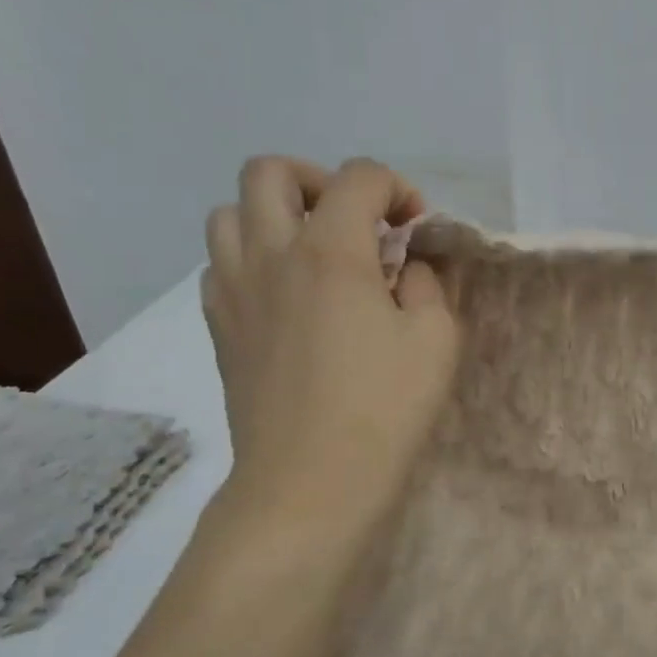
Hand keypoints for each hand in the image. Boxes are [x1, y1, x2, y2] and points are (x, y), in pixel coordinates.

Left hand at [200, 156, 459, 559]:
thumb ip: (427, 284)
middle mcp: (271, 254)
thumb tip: (407, 267)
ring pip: (229, 214)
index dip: (396, 188)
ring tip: (313, 254)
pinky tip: (285, 298)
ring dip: (274, 217)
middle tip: (351, 221)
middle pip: (271, 173)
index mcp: (330, 251)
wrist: (309, 484)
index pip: (359, 178)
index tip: (416, 227)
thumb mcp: (436, 340)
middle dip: (319, 180)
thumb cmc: (383, 410)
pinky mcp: (219, 327)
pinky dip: (252, 261)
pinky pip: (220, 266)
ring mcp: (234, 291)